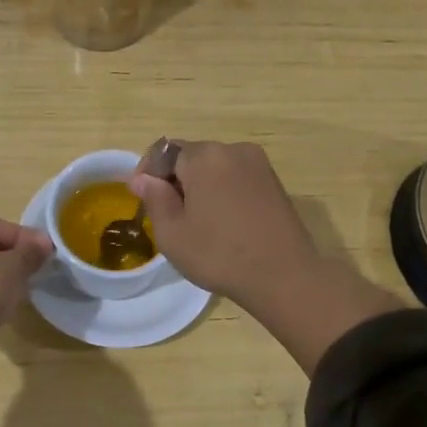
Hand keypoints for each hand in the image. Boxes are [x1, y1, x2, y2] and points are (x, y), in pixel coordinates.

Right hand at [130, 140, 406, 374]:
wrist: (284, 276)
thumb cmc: (220, 255)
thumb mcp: (172, 233)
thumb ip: (154, 198)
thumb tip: (142, 178)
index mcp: (204, 156)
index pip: (164, 151)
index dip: (148, 172)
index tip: (142, 198)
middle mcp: (232, 149)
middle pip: (191, 157)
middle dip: (175, 180)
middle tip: (170, 216)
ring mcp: (258, 164)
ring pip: (215, 167)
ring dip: (200, 186)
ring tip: (198, 222)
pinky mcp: (274, 182)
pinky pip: (236, 178)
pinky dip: (223, 192)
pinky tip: (224, 222)